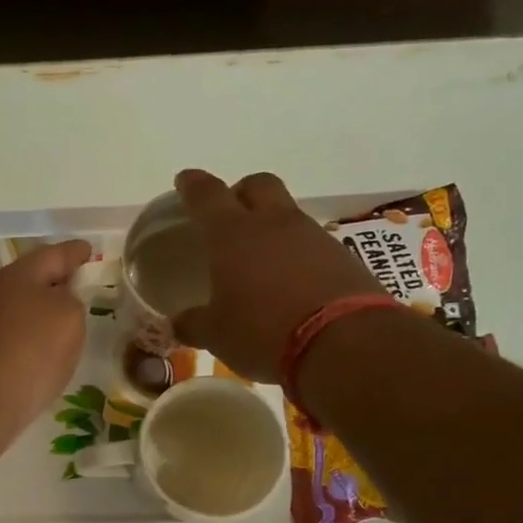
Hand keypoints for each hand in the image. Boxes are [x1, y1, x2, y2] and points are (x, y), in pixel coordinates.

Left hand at [0, 239, 95, 443]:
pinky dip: (30, 337)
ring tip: (66, 322)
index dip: (75, 252)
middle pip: (32, 279)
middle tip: (80, 286)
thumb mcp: (69, 317)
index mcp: (18, 274)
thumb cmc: (31, 351)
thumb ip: (72, 300)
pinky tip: (42, 352)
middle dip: (56, 281)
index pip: (54, 254)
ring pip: (20, 308)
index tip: (89, 250)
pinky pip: (13, 335)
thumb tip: (58, 303)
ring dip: (42, 311)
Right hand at [170, 169, 380, 381]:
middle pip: (257, 184)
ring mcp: (312, 236)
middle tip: (229, 214)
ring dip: (271, 225)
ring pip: (287, 213)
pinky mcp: (341, 256)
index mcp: (232, 234)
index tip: (185, 179)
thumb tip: (179, 324)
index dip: (193, 185)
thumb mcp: (216, 334)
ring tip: (260, 257)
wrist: (343, 342)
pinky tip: (291, 280)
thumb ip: (194, 323)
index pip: (207, 195)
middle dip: (240, 192)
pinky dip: (297, 253)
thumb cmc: (263, 332)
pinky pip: (311, 242)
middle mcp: (273, 224)